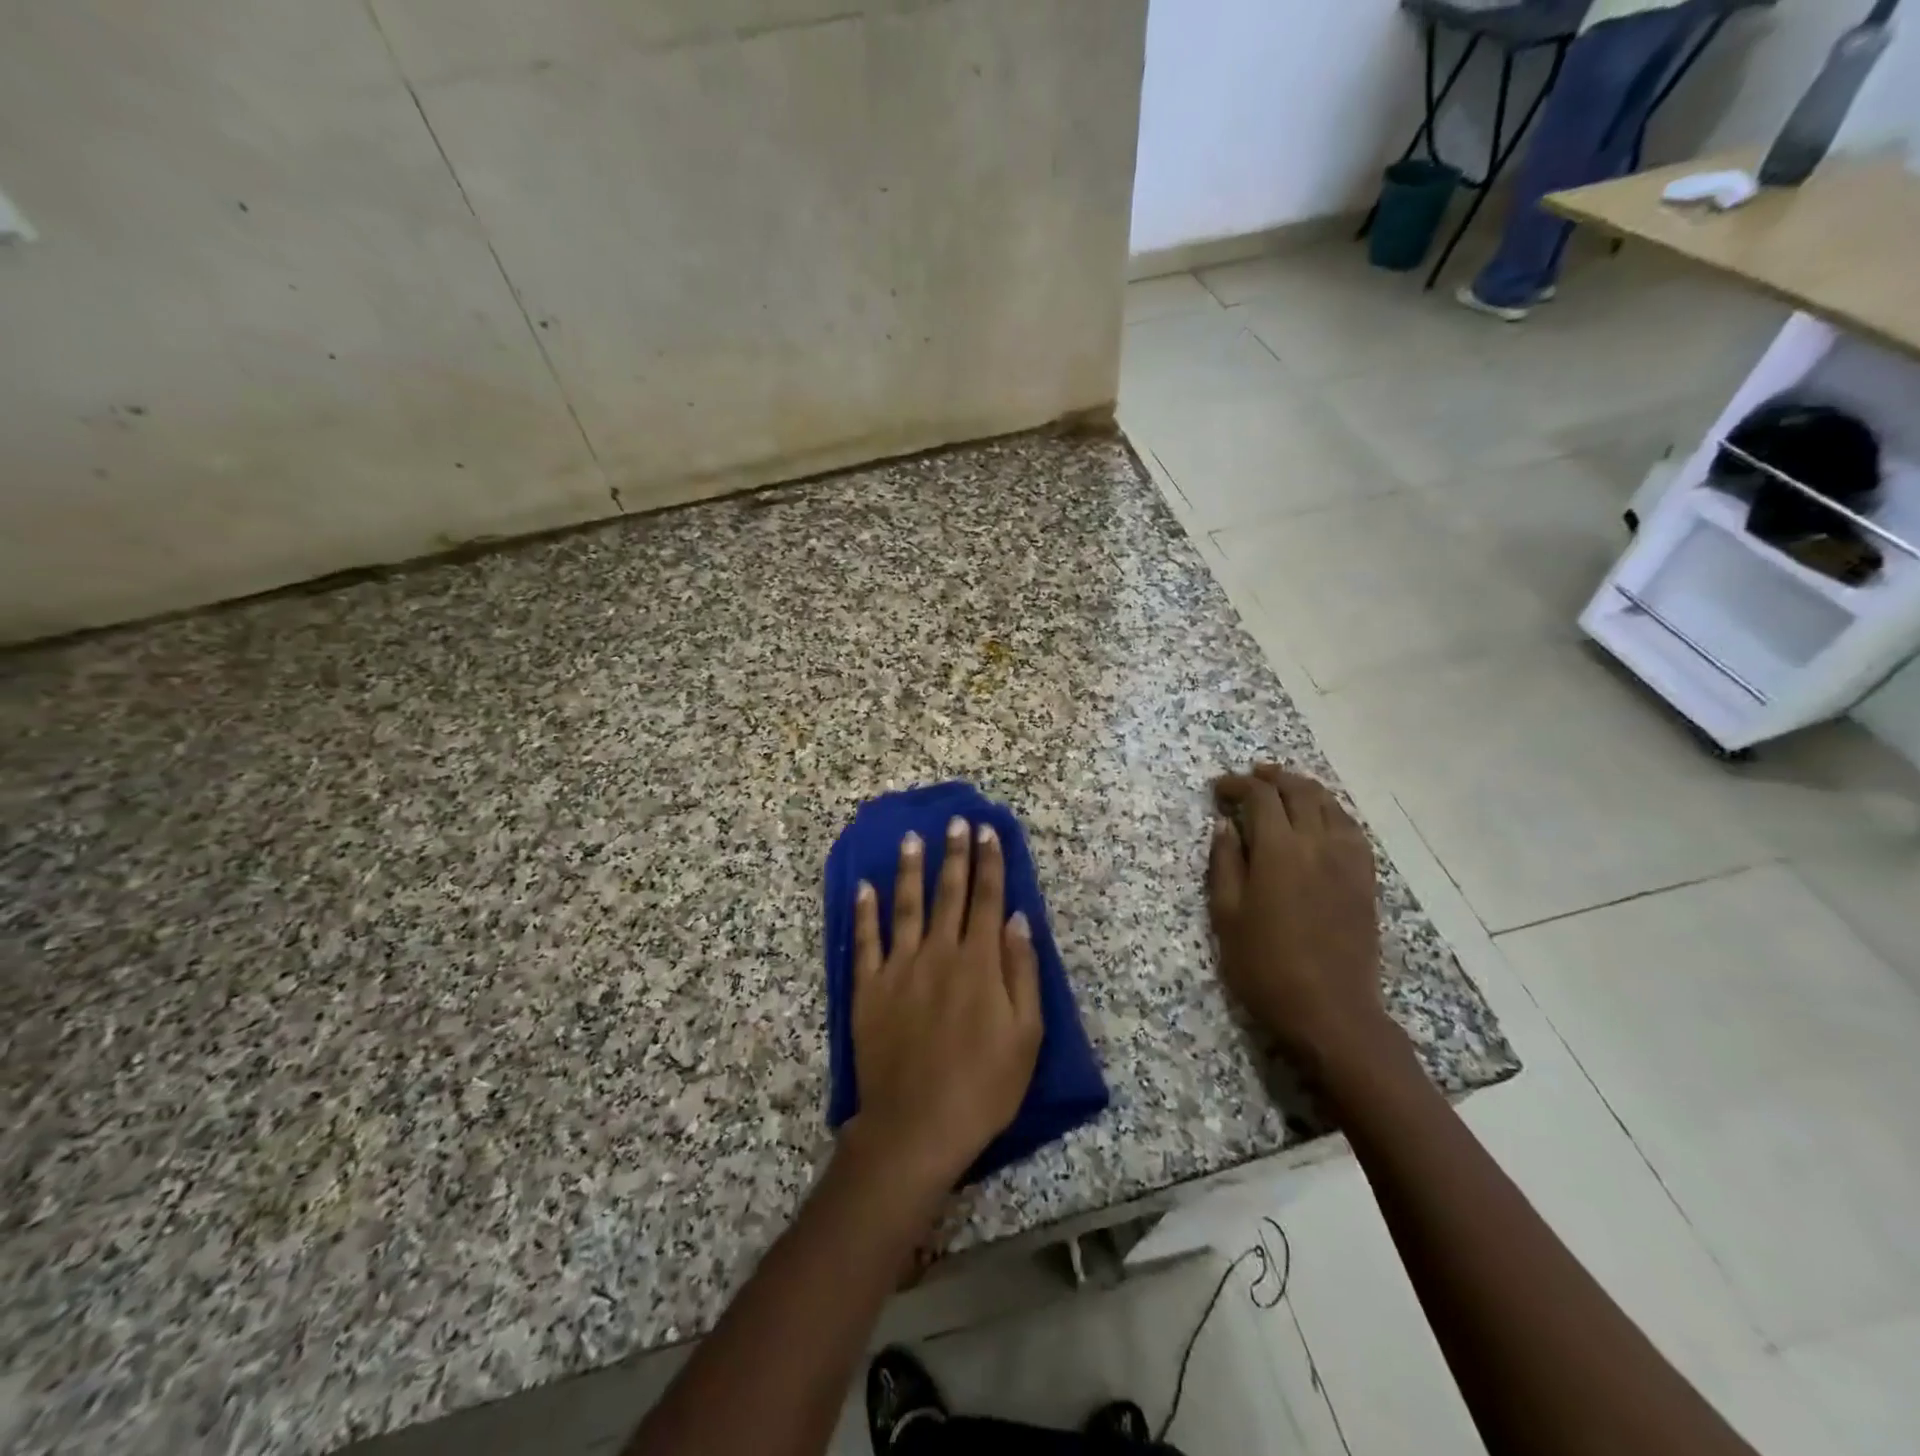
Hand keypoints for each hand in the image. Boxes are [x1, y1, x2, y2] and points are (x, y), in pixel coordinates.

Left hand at [847, 816, 1043, 1191]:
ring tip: (911, 838)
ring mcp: (899, 968)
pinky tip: (864, 887)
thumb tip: (1018, 918)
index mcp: (979, 963)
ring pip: (906, 906)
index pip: (987, 900)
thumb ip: (1022, 971)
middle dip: (955, 854)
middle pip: (949, 894)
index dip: (990, 863)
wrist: (917, 1127)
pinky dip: (864, 912)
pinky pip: (865, 941)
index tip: (988, 832)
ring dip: (909, 869)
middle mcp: (939, 953)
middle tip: (956, 822)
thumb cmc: (983, 1086)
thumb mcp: (1025, 1035)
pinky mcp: (868, 988)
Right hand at [1208, 764, 1392, 1076]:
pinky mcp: (1365, 879)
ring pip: (1330, 805)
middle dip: (1272, 777)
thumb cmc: (1265, 965)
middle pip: (1299, 791)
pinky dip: (1332, 812)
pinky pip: (1352, 829)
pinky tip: (1322, 819)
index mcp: (1279, 850)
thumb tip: (1224, 824)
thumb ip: (1224, 863)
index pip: (1260, 797)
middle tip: (1250, 777)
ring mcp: (1348, 860)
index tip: (1218, 788)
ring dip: (1304, 788)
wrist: (1330, 1010)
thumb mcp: (1227, 915)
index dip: (1237, 784)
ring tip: (1284, 787)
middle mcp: (1318, 844)